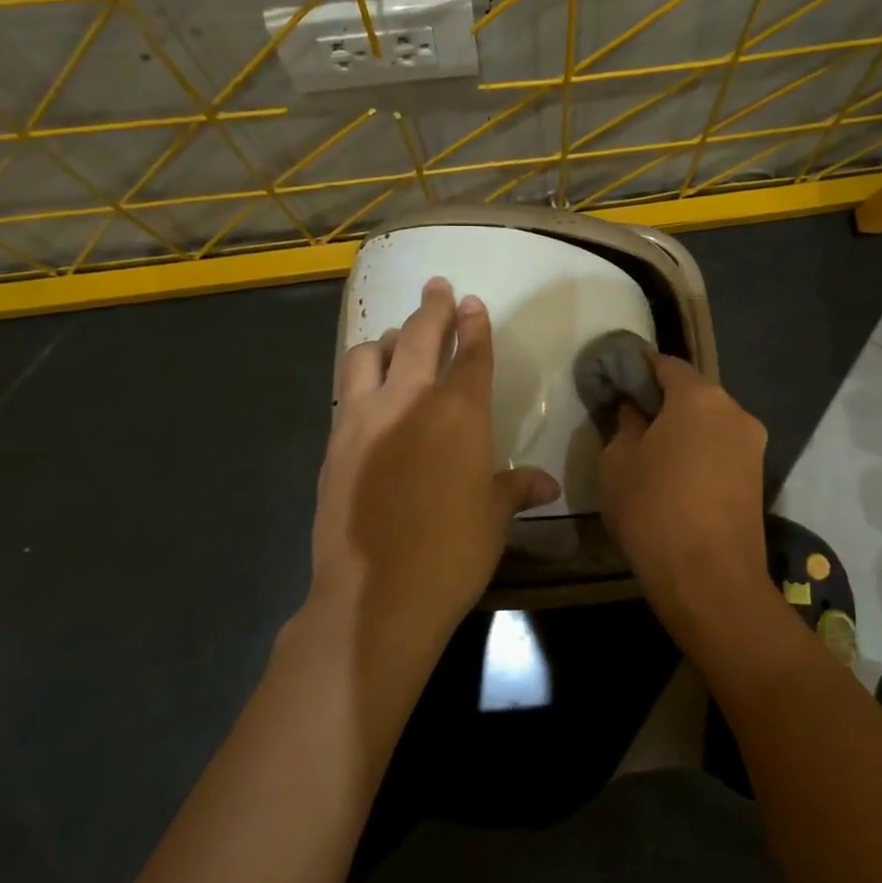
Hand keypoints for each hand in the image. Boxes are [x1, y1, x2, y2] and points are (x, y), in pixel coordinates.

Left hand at [311, 278, 558, 672]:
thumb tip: (546, 485)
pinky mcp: (335, 443)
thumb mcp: (493, 519)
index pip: (471, 355)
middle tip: (438, 288)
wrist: (376, 595)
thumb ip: (515, 489)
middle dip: (433, 308)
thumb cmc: (452, 554)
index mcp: (459, 415)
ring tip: (399, 343)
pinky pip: (347, 391)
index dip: (475, 325)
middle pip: (421, 337)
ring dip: (389, 341)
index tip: (472, 302)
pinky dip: (363, 378)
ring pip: (370, 355)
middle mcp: (409, 402)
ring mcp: (364, 419)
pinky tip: (371, 394)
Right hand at [598, 355, 769, 640]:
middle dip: (662, 402)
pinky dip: (699, 453)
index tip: (616, 381)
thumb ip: (624, 425)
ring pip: (709, 423)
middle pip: (693, 393)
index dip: (638, 369)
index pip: (665, 364)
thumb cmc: (654, 510)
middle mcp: (735, 411)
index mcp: (700, 397)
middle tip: (629, 421)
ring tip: (651, 454)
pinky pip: (721, 450)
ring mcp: (753, 445)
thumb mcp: (617, 462)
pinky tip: (676, 478)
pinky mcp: (758, 477)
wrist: (711, 580)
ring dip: (683, 430)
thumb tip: (635, 413)